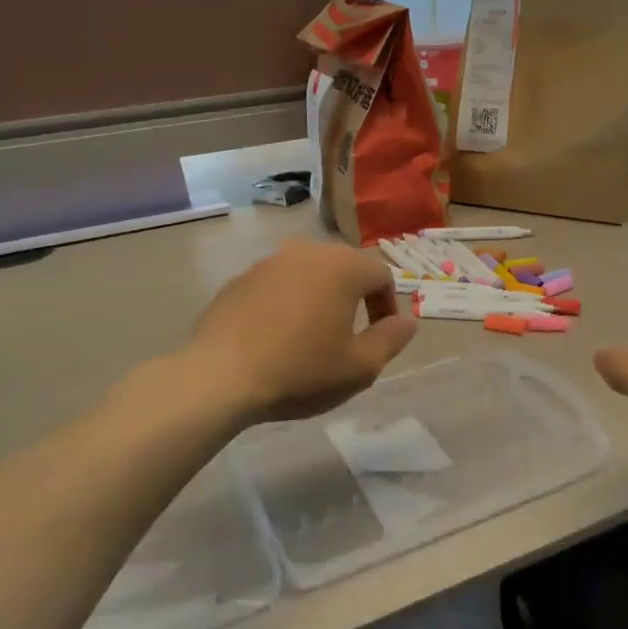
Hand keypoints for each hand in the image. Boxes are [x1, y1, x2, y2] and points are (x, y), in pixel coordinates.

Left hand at [182, 239, 417, 424]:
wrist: (219, 377)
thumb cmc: (300, 371)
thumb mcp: (360, 367)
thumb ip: (391, 339)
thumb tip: (408, 321)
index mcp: (343, 267)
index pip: (381, 275)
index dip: (388, 306)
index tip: (381, 338)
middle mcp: (307, 252)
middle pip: (345, 268)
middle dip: (355, 298)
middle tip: (351, 337)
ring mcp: (269, 262)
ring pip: (309, 274)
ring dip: (320, 299)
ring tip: (312, 337)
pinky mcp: (239, 279)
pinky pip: (276, 285)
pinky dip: (286, 303)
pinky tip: (276, 338)